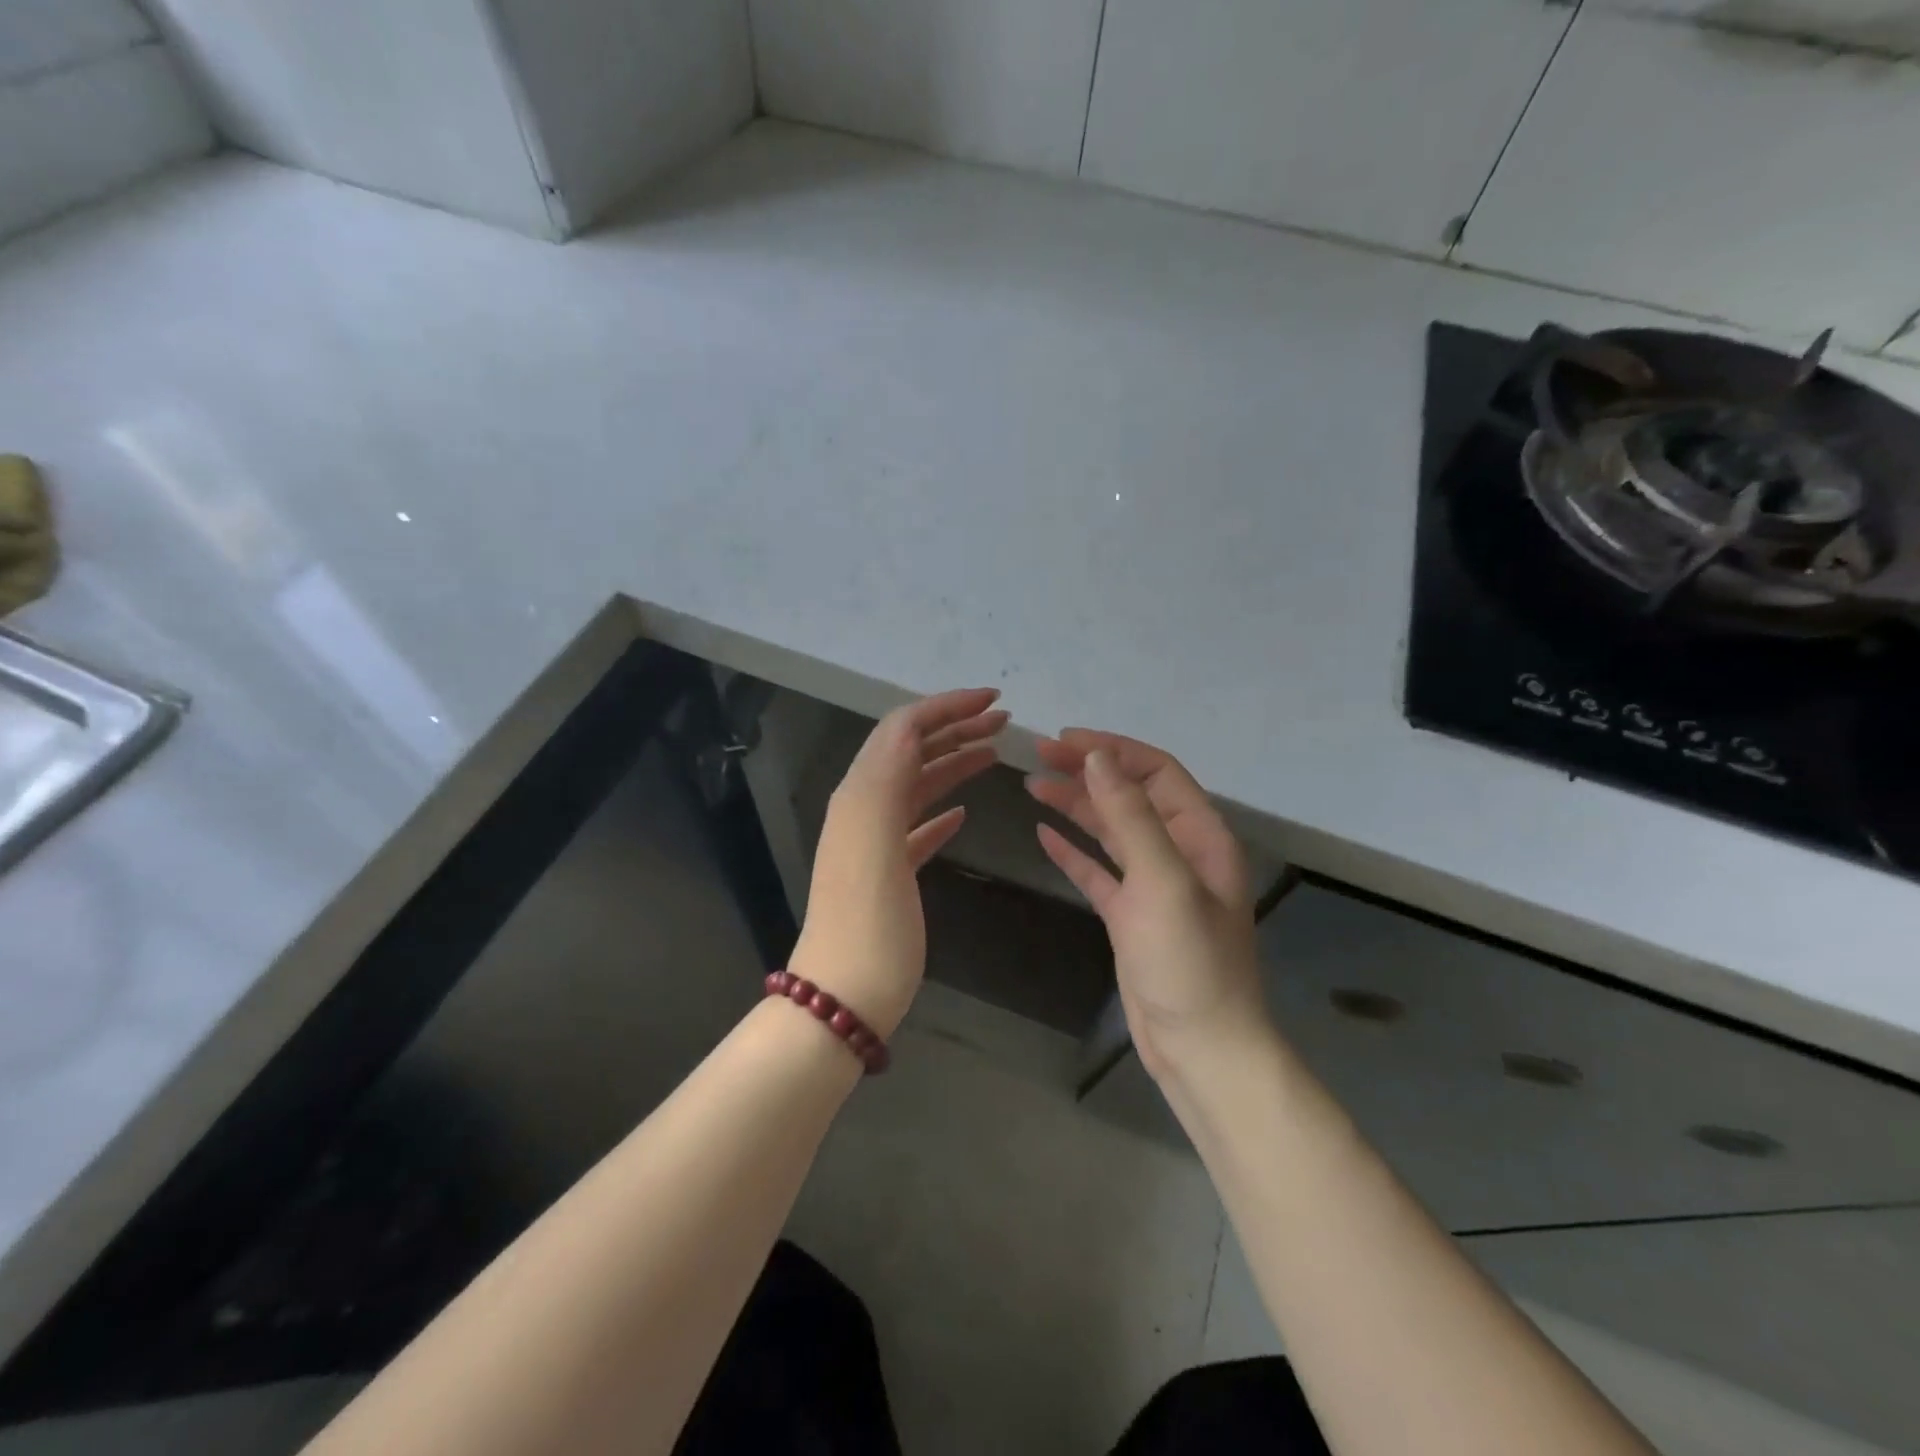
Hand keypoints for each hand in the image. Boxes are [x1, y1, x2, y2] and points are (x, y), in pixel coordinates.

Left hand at [792, 688, 1007, 1037]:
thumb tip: (911, 727)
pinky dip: (941, 810)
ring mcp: (875, 842)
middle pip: (912, 751)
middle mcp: (864, 809)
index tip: (993, 700)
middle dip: (955, 727)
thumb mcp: (874, 843)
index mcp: (861, 795)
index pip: (903, 729)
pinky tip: (963, 813)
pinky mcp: (889, 873)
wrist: (843, 999)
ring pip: (917, 786)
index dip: (945, 706)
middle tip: (1004, 722)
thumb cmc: (868, 925)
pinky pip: (917, 827)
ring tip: (994, 754)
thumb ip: (887, 780)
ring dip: (954, 762)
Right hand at [1027, 730, 1270, 1079]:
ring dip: (1076, 805)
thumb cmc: (1189, 961)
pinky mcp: (1130, 916)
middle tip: (1038, 754)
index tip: (1065, 739)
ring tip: (1033, 784)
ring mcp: (1153, 885)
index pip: (1156, 772)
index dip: (1112, 750)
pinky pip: (1098, 871)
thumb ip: (1131, 816)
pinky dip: (1072, 850)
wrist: (1200, 1047)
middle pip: (1129, 796)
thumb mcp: (1163, 882)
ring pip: (1111, 830)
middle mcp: (1179, 853)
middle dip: (1088, 771)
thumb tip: (1098, 756)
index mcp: (1200, 836)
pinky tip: (1043, 834)